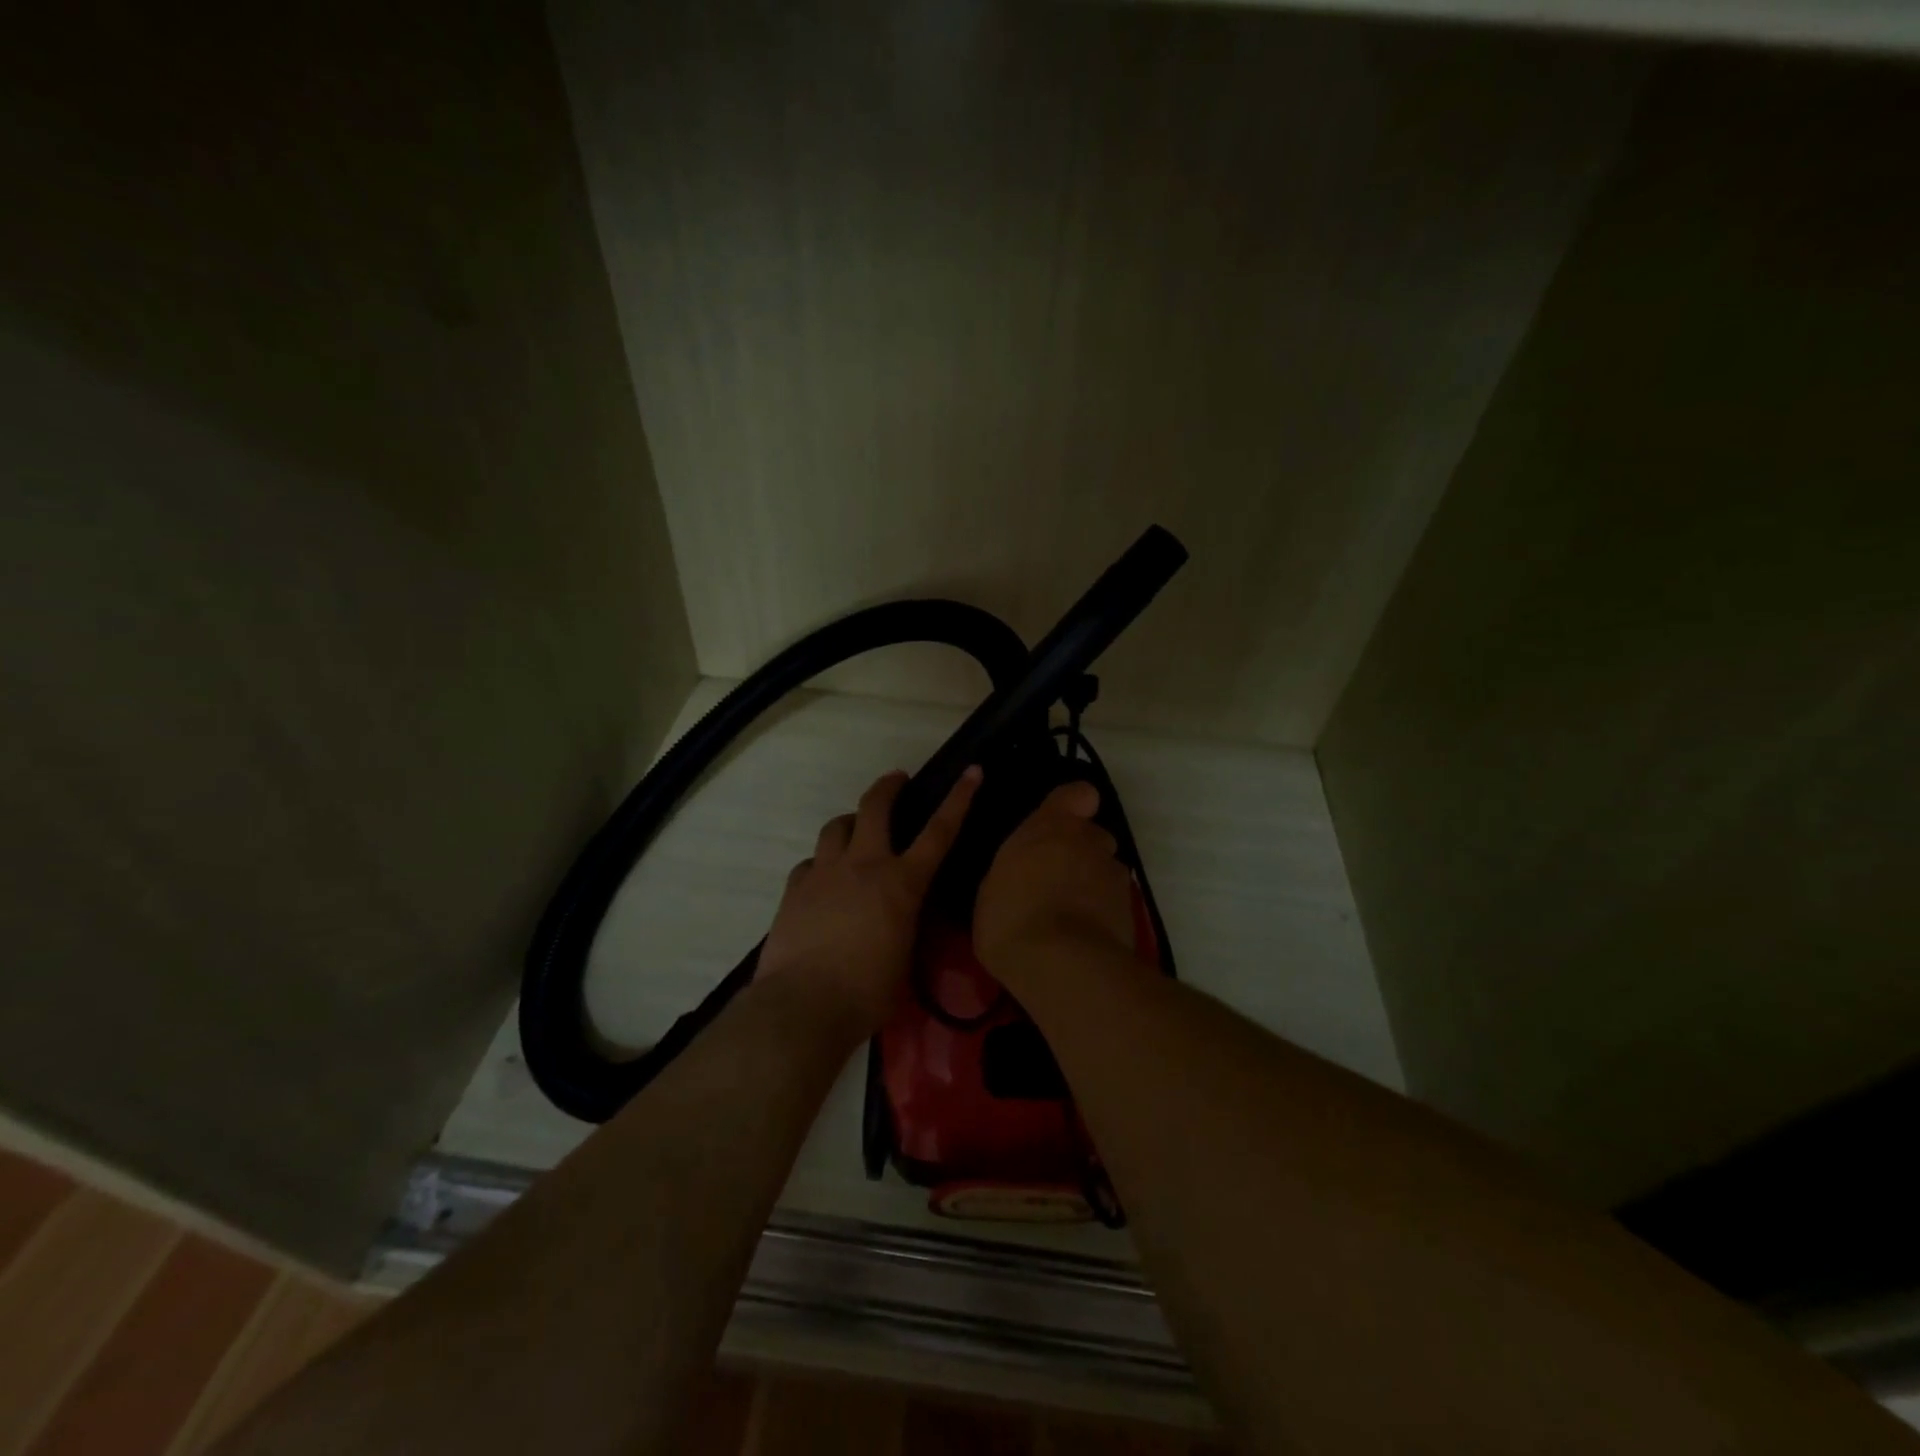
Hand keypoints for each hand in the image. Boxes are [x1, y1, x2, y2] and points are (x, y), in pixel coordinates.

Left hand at [759, 766, 982, 1035]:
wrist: (802, 1006)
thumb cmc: (867, 993)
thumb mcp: (905, 959)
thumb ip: (906, 926)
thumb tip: (901, 919)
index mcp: (901, 884)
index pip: (939, 832)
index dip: (959, 798)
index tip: (971, 771)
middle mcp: (863, 865)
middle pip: (875, 806)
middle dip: (889, 786)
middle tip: (897, 779)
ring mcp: (824, 873)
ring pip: (836, 826)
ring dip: (850, 823)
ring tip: (855, 832)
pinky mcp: (794, 888)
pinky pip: (811, 862)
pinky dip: (821, 864)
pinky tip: (823, 881)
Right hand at [974, 780, 1136, 976]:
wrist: (1060, 964)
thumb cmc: (1010, 917)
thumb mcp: (992, 887)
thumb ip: (1016, 867)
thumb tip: (1024, 872)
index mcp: (1051, 826)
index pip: (1079, 793)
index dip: (1073, 805)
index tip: (1060, 824)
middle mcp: (1090, 840)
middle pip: (1093, 835)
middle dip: (1080, 852)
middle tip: (1056, 880)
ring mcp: (1114, 874)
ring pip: (1105, 869)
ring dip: (1092, 883)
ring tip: (1071, 915)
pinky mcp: (1131, 908)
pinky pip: (1114, 901)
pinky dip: (1102, 912)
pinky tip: (1084, 936)